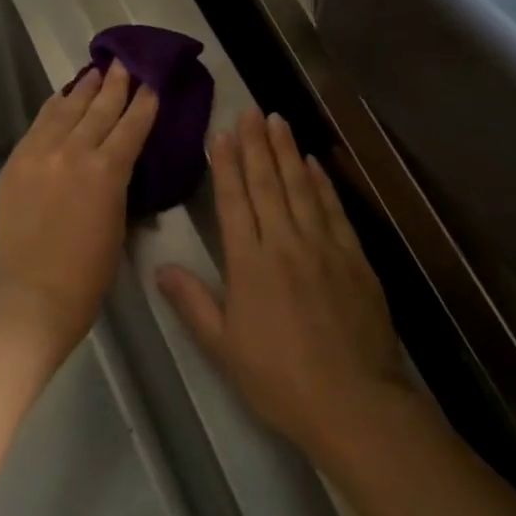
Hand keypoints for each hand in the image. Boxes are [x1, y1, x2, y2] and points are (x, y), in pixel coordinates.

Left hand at [0, 63, 158, 365]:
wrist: (30, 295)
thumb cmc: (86, 275)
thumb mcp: (118, 226)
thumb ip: (118, 188)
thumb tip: (118, 166)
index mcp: (106, 172)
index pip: (131, 127)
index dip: (144, 104)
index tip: (152, 83)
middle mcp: (73, 152)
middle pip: (98, 109)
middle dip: (115, 84)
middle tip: (124, 62)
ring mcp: (40, 154)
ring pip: (66, 110)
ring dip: (83, 89)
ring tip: (95, 70)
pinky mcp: (16, 162)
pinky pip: (38, 125)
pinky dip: (53, 107)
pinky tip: (61, 97)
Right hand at [157, 110, 407, 457]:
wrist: (355, 403)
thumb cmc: (280, 380)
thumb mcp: (224, 348)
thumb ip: (193, 303)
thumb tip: (161, 267)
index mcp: (250, 264)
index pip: (234, 202)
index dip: (225, 165)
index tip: (220, 134)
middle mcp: (285, 244)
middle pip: (267, 184)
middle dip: (256, 145)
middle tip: (250, 111)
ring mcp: (323, 248)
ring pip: (301, 188)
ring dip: (287, 152)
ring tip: (278, 121)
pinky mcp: (354, 259)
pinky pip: (334, 210)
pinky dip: (322, 183)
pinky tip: (314, 164)